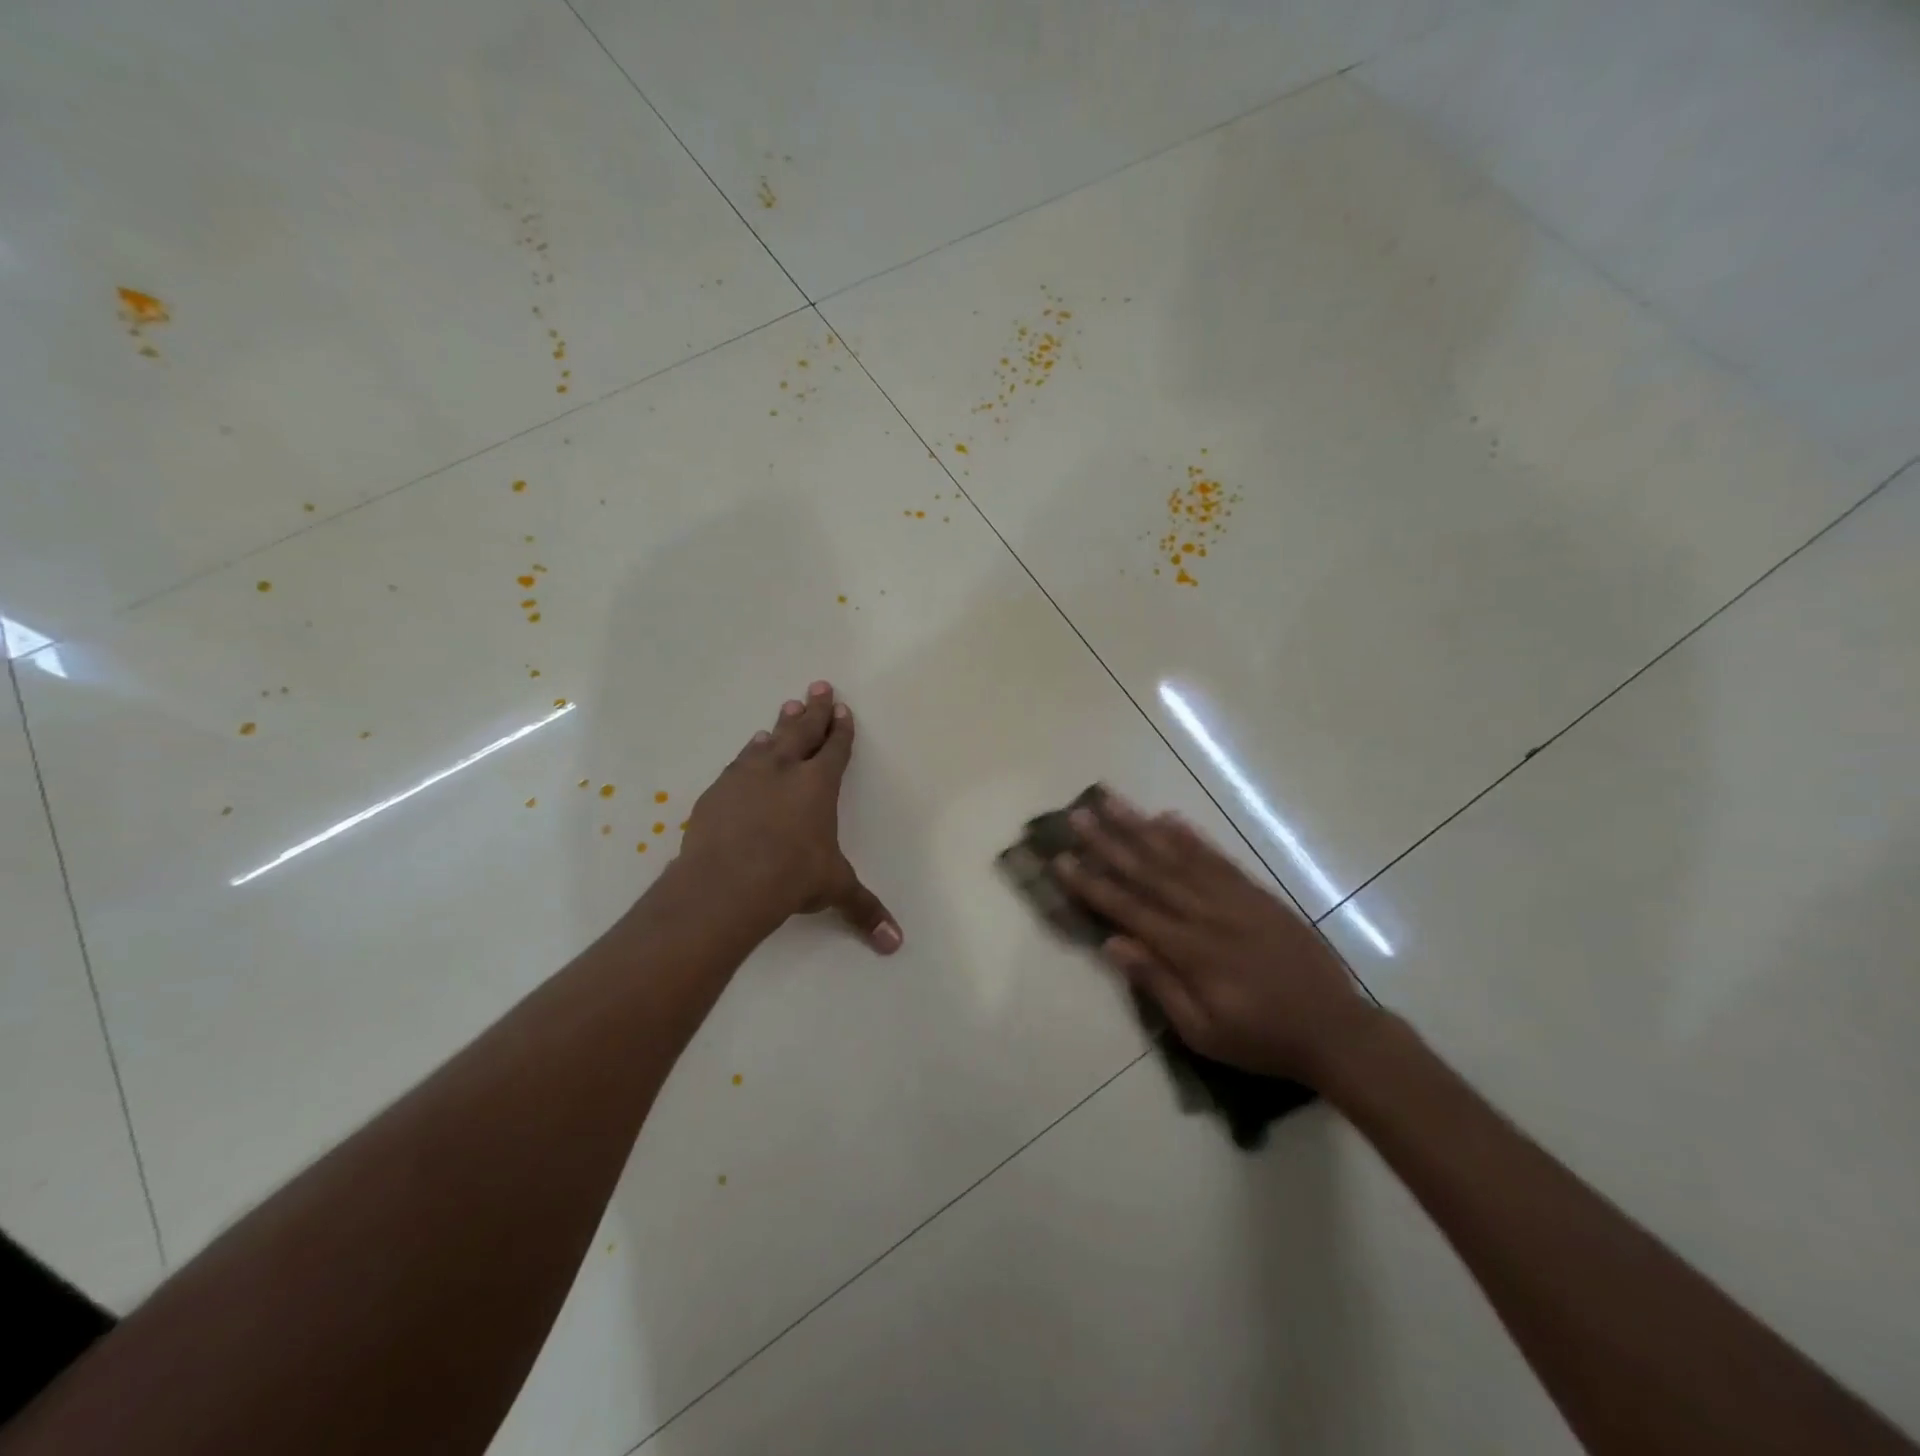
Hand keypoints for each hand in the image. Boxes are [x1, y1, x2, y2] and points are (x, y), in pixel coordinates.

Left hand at [677, 681, 901, 953]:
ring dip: (782, 725)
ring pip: (770, 741)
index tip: (843, 710)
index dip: (842, 729)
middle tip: (818, 686)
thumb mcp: (834, 890)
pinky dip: (750, 753)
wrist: (726, 882)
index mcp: (819, 785)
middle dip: (815, 709)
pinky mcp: (718, 790)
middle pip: (803, 730)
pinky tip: (751, 750)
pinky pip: (740, 762)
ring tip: (787, 708)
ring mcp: (748, 776)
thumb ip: (864, 910)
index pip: (835, 749)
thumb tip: (895, 944)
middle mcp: (785, 770)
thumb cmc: (791, 878)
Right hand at [1054, 795, 1377, 1083]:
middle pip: (1148, 870)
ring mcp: (1233, 897)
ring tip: (1112, 802)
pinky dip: (1190, 836)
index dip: (1092, 884)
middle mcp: (1206, 913)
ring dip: (1141, 826)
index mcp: (1189, 949)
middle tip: (1078, 815)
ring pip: (1178, 854)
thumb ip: (1158, 984)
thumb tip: (1112, 944)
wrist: (1335, 1029)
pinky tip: (1168, 817)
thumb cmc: (1261, 1038)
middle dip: (1108, 841)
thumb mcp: (1203, 1030)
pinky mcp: (1256, 892)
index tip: (1062, 859)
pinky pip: (1217, 857)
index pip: (1129, 908)